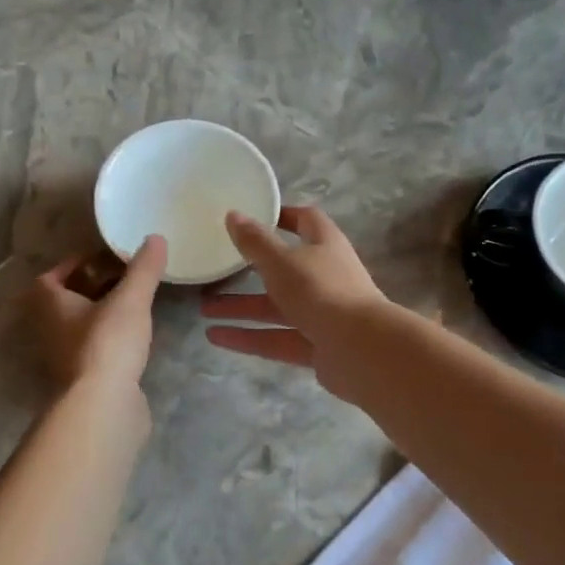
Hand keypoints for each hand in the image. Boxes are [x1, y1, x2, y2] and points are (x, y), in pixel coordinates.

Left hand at [31, 236, 166, 390]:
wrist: (102, 405)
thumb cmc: (107, 344)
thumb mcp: (130, 300)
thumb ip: (143, 270)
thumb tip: (156, 237)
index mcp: (51, 306)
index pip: (49, 278)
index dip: (71, 266)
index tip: (99, 259)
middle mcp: (50, 331)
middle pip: (64, 303)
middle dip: (89, 289)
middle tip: (120, 279)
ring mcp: (65, 359)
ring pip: (78, 328)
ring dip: (99, 316)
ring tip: (130, 306)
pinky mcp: (83, 381)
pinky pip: (94, 351)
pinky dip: (109, 341)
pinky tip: (133, 340)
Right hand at [201, 206, 390, 389]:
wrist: (360, 349)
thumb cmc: (322, 291)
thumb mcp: (282, 262)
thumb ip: (255, 242)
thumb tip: (233, 215)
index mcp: (325, 246)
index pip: (306, 221)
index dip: (282, 216)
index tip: (252, 218)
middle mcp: (326, 277)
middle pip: (284, 269)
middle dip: (248, 271)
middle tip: (215, 271)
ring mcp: (322, 314)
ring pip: (276, 308)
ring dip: (241, 308)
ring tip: (203, 309)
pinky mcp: (316, 346)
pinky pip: (276, 338)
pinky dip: (248, 337)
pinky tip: (215, 338)